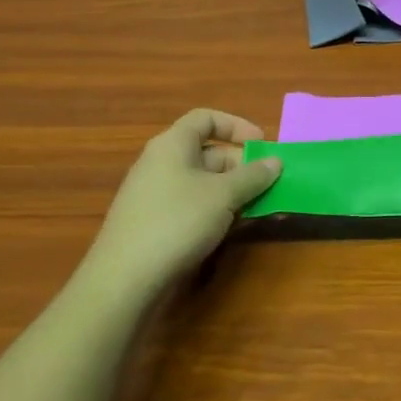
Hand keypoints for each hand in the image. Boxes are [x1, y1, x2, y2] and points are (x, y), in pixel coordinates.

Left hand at [87, 110, 281, 282]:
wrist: (124, 281)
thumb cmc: (177, 221)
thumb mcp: (224, 195)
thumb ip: (253, 175)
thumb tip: (275, 161)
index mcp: (172, 145)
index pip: (206, 119)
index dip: (237, 125)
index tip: (262, 143)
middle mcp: (161, 164)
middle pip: (208, 153)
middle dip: (242, 166)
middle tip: (269, 183)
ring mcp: (155, 195)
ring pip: (203, 183)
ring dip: (234, 192)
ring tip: (259, 208)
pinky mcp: (154, 224)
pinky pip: (192, 205)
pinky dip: (216, 211)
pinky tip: (233, 229)